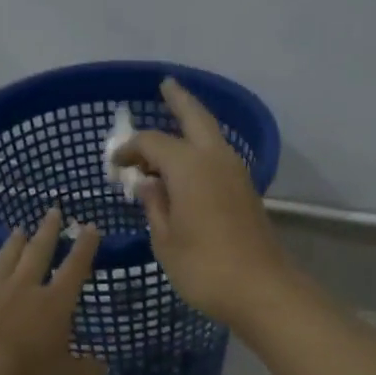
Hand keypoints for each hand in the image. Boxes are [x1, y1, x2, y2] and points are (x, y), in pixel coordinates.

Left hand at [0, 208, 108, 374]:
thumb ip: (86, 371)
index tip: (90, 226)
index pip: (75, 268)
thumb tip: (102, 365)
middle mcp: (22, 290)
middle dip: (47, 232)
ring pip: (2, 262)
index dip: (84, 247)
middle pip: (37, 254)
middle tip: (53, 211)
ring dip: (11, 246)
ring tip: (18, 230)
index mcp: (54, 304)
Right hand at [117, 78, 295, 326]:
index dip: (130, 150)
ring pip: (211, 137)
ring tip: (173, 124)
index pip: (153, 143)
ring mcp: (236, 174)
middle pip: (196, 118)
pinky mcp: (246, 192)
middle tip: (165, 85)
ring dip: (192, 126)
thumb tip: (149, 185)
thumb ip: (155, 207)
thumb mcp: (166, 241)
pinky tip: (189, 166)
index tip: (114, 164)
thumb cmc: (204, 267)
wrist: (261, 289)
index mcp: (190, 167)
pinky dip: (201, 152)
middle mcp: (215, 160)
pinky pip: (218, 158)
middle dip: (179, 100)